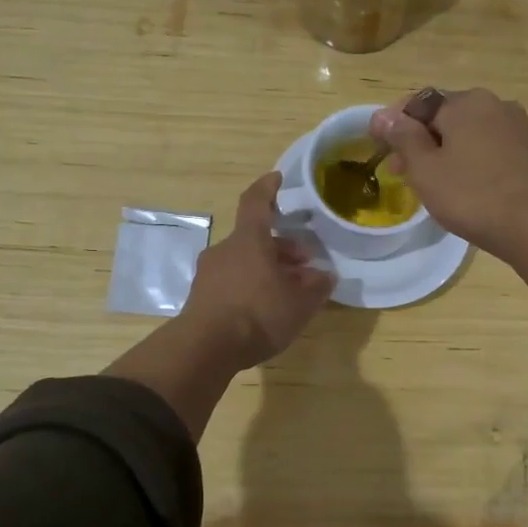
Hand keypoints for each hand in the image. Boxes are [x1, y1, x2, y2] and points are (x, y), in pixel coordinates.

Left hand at [180, 172, 333, 368]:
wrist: (205, 348)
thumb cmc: (257, 313)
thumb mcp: (299, 303)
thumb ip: (316, 286)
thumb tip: (325, 276)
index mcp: (249, 240)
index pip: (256, 202)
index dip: (268, 188)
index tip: (278, 178)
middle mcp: (225, 250)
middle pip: (255, 239)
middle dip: (281, 247)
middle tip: (305, 263)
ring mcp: (209, 274)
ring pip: (244, 262)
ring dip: (268, 269)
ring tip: (290, 291)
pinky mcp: (201, 297)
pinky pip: (232, 282)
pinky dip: (251, 286)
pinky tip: (266, 308)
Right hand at [369, 89, 527, 259]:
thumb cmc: (472, 195)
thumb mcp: (425, 168)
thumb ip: (402, 137)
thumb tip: (383, 115)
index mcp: (464, 102)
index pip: (417, 102)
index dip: (393, 123)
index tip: (378, 148)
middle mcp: (493, 104)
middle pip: (444, 116)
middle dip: (418, 140)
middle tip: (400, 172)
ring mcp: (516, 126)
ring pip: (467, 133)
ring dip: (443, 151)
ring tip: (430, 182)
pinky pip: (488, 147)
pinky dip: (469, 159)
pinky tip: (463, 185)